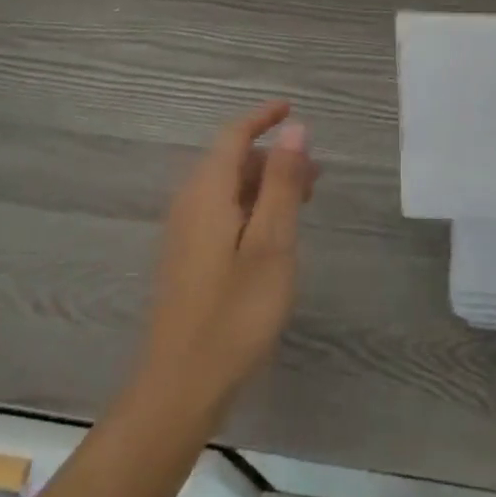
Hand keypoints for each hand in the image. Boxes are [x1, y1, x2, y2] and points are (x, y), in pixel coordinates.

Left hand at [137, 101, 315, 416]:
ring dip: (266, 184)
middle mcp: (190, 205)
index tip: (293, 108)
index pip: (234, 136)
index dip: (263, 117)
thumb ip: (282, 182)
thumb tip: (294, 128)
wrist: (180, 388)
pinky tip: (275, 234)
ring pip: (228, 189)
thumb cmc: (235, 313)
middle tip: (315, 172)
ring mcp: (185, 234)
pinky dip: (252, 208)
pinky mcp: (187, 260)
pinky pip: (222, 213)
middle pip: (231, 161)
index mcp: (208, 193)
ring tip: (304, 200)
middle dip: (273, 156)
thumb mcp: (272, 243)